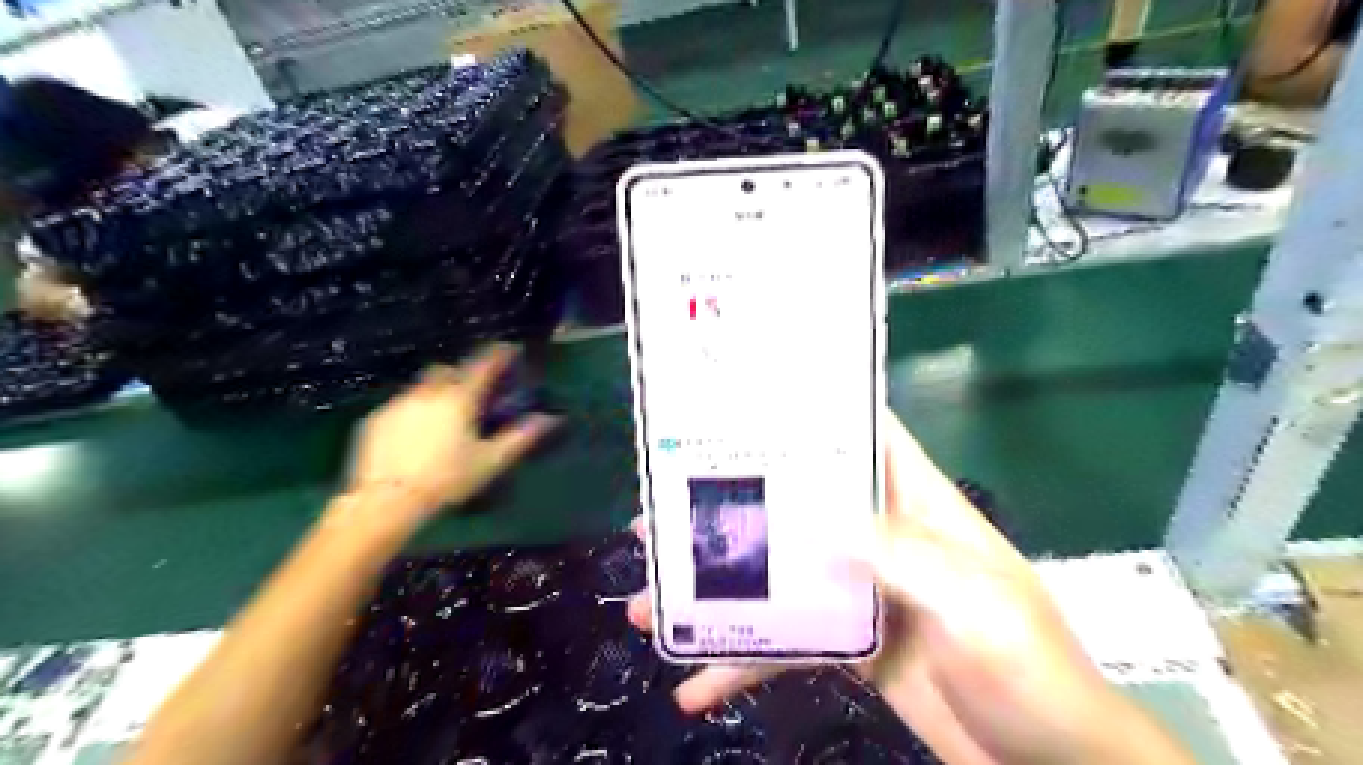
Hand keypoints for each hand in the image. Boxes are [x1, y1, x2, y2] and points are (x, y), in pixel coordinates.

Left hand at [343, 346, 556, 530]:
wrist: (387, 500)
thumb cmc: (447, 479)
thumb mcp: (491, 461)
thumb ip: (520, 437)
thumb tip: (549, 419)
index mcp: (460, 399)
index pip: (483, 365)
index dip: (498, 354)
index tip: (508, 349)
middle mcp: (429, 393)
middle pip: (447, 370)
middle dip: (461, 373)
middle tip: (471, 390)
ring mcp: (399, 404)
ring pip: (421, 386)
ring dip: (435, 392)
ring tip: (441, 416)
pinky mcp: (376, 420)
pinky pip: (400, 405)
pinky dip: (413, 411)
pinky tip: (415, 434)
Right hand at [628, 411, 1196, 764]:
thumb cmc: (1029, 671)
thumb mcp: (975, 606)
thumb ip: (905, 556)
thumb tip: (822, 521)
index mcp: (915, 507)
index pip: (865, 438)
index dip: (812, 413)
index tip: (743, 405)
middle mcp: (880, 537)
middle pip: (795, 508)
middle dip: (730, 511)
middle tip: (659, 520)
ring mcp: (859, 592)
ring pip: (776, 578)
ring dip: (717, 594)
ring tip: (649, 608)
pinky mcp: (849, 644)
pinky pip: (786, 644)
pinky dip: (744, 663)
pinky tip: (696, 685)